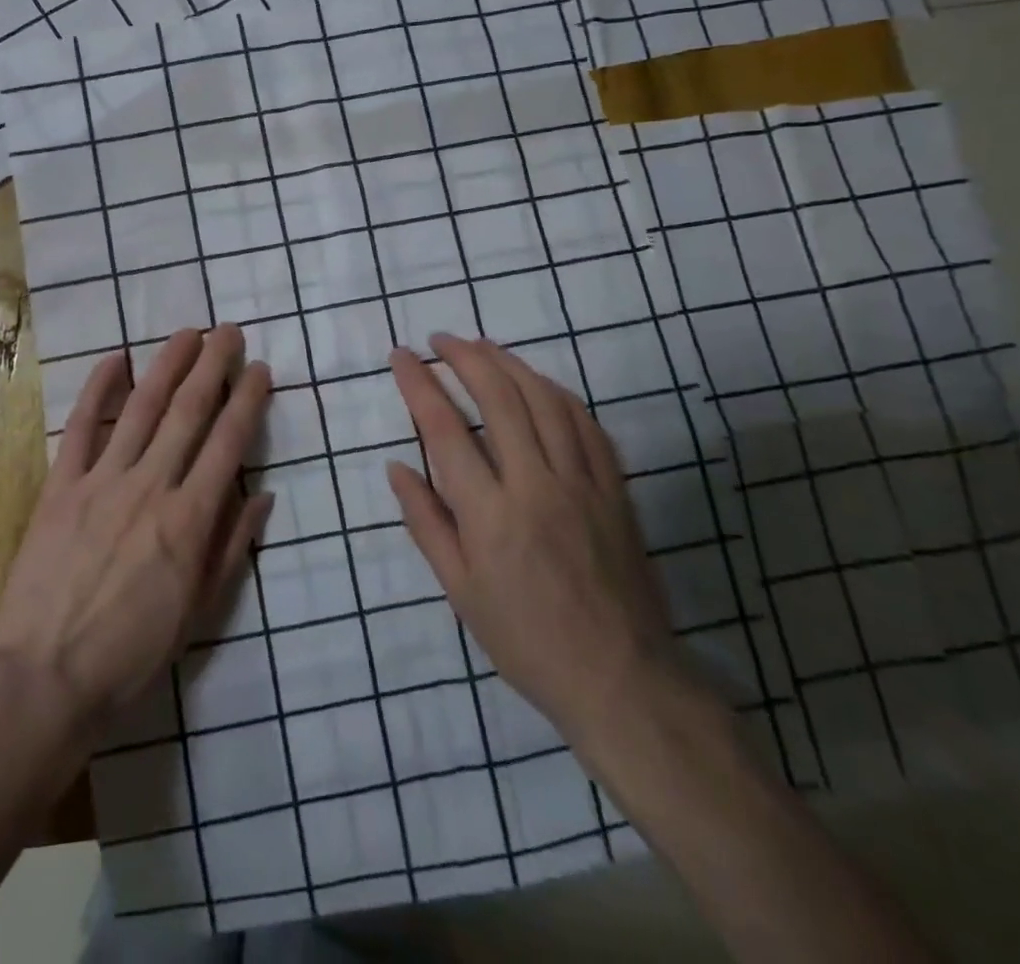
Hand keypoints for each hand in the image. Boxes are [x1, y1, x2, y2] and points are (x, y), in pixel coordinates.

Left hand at [0, 326, 273, 737]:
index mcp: (190, 520)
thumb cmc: (132, 652)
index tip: (259, 368)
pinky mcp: (61, 486)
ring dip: (167, 365)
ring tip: (186, 333)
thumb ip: (231, 548)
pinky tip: (115, 358)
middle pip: (188, 413)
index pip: (228, 444)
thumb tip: (261, 495)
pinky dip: (97, 390)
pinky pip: (82, 428)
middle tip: (228, 331)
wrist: (47, 676)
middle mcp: (151, 486)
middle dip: (212, 366)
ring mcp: (102, 481)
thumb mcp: (199, 611)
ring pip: (142, 408)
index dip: (246, 400)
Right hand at [387, 334, 690, 750]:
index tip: (402, 356)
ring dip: (509, 363)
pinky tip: (538, 383)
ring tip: (482, 346)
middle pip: (499, 398)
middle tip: (440, 339)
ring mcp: (582, 482)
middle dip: (465, 357)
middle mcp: (535, 485)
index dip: (419, 384)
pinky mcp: (615, 488)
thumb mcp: (460, 591)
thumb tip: (397, 466)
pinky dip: (556, 392)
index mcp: (490, 514)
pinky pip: (585, 423)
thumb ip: (426, 522)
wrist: (621, 679)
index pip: (445, 429)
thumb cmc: (526, 639)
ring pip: (545, 400)